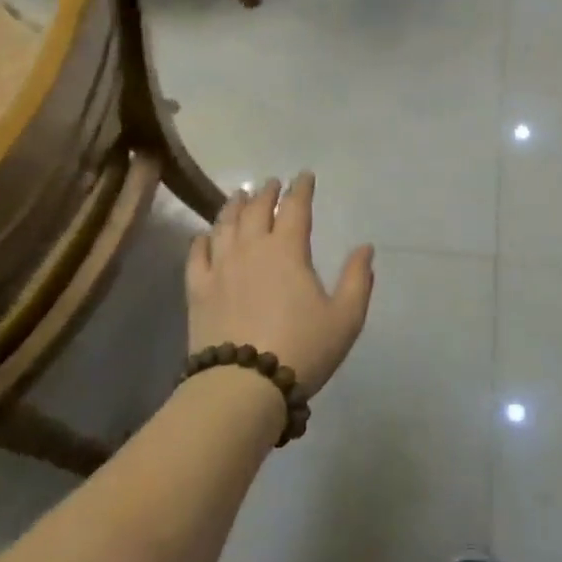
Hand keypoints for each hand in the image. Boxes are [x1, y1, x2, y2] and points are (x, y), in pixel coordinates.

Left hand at [186, 173, 374, 394]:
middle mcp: (251, 249)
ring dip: (234, 206)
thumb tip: (365, 248)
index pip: (295, 208)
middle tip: (271, 184)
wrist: (243, 385)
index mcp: (288, 250)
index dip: (301, 189)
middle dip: (266, 193)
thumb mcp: (345, 318)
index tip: (304, 176)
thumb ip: (357, 280)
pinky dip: (202, 239)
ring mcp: (220, 267)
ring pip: (225, 225)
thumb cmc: (302, 349)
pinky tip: (205, 235)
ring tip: (239, 197)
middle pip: (256, 209)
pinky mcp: (198, 290)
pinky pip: (197, 255)